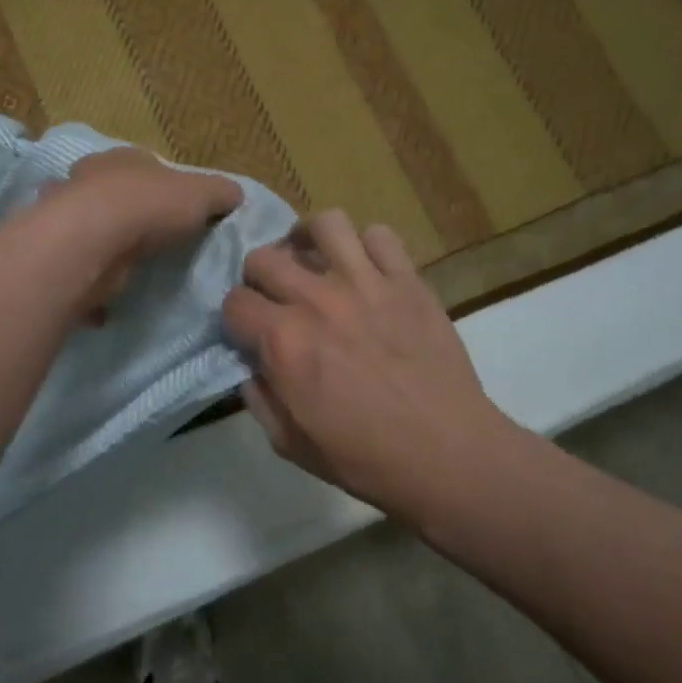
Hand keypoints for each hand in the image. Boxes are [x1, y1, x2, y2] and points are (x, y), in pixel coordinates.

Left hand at [40, 148, 242, 317]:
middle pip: (114, 197)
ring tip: (134, 272)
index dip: (164, 187)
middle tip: (157, 244)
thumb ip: (221, 194)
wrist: (92, 242)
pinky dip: (93, 284)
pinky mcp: (60, 254)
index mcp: (122, 159)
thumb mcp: (202, 193)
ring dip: (109, 249)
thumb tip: (235, 196)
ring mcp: (67, 218)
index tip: (181, 212)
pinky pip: (81, 271)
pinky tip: (109, 303)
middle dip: (131, 217)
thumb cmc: (148, 206)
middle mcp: (87, 181)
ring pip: (92, 232)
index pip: (146, 167)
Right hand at [222, 210, 519, 517]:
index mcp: (283, 341)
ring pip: (324, 225)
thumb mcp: (289, 443)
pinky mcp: (408, 281)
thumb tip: (251, 367)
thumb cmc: (363, 458)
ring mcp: (366, 284)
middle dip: (259, 277)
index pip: (234, 302)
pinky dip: (366, 246)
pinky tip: (365, 269)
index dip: (236, 319)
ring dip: (309, 241)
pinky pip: (380, 236)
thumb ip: (259, 398)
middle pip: (264, 257)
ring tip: (314, 260)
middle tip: (276, 297)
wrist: (447, 455)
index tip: (249, 333)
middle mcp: (317, 301)